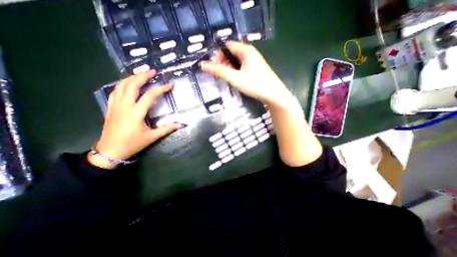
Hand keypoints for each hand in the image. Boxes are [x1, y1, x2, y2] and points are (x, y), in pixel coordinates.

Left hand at [88, 70, 183, 169]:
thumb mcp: (152, 137)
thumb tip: (181, 124)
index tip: (169, 85)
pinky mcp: (110, 107)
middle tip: (152, 71)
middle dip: (143, 76)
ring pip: (121, 85)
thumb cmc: (133, 143)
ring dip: (132, 77)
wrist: (110, 151)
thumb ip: (167, 129)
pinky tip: (128, 83)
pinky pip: (115, 91)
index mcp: (136, 113)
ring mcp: (115, 105)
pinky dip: (122, 84)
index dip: (160, 89)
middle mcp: (125, 105)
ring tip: (141, 73)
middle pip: (132, 85)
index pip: (150, 96)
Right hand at [201, 41, 293, 108]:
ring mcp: (254, 60)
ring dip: (229, 68)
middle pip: (231, 53)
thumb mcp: (235, 78)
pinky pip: (242, 66)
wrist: (273, 94)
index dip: (218, 56)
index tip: (215, 68)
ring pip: (236, 60)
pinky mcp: (256, 68)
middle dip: (223, 63)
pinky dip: (236, 71)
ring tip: (228, 79)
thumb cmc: (254, 84)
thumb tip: (203, 65)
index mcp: (245, 50)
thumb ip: (219, 71)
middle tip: (221, 75)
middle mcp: (250, 52)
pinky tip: (236, 79)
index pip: (226, 46)